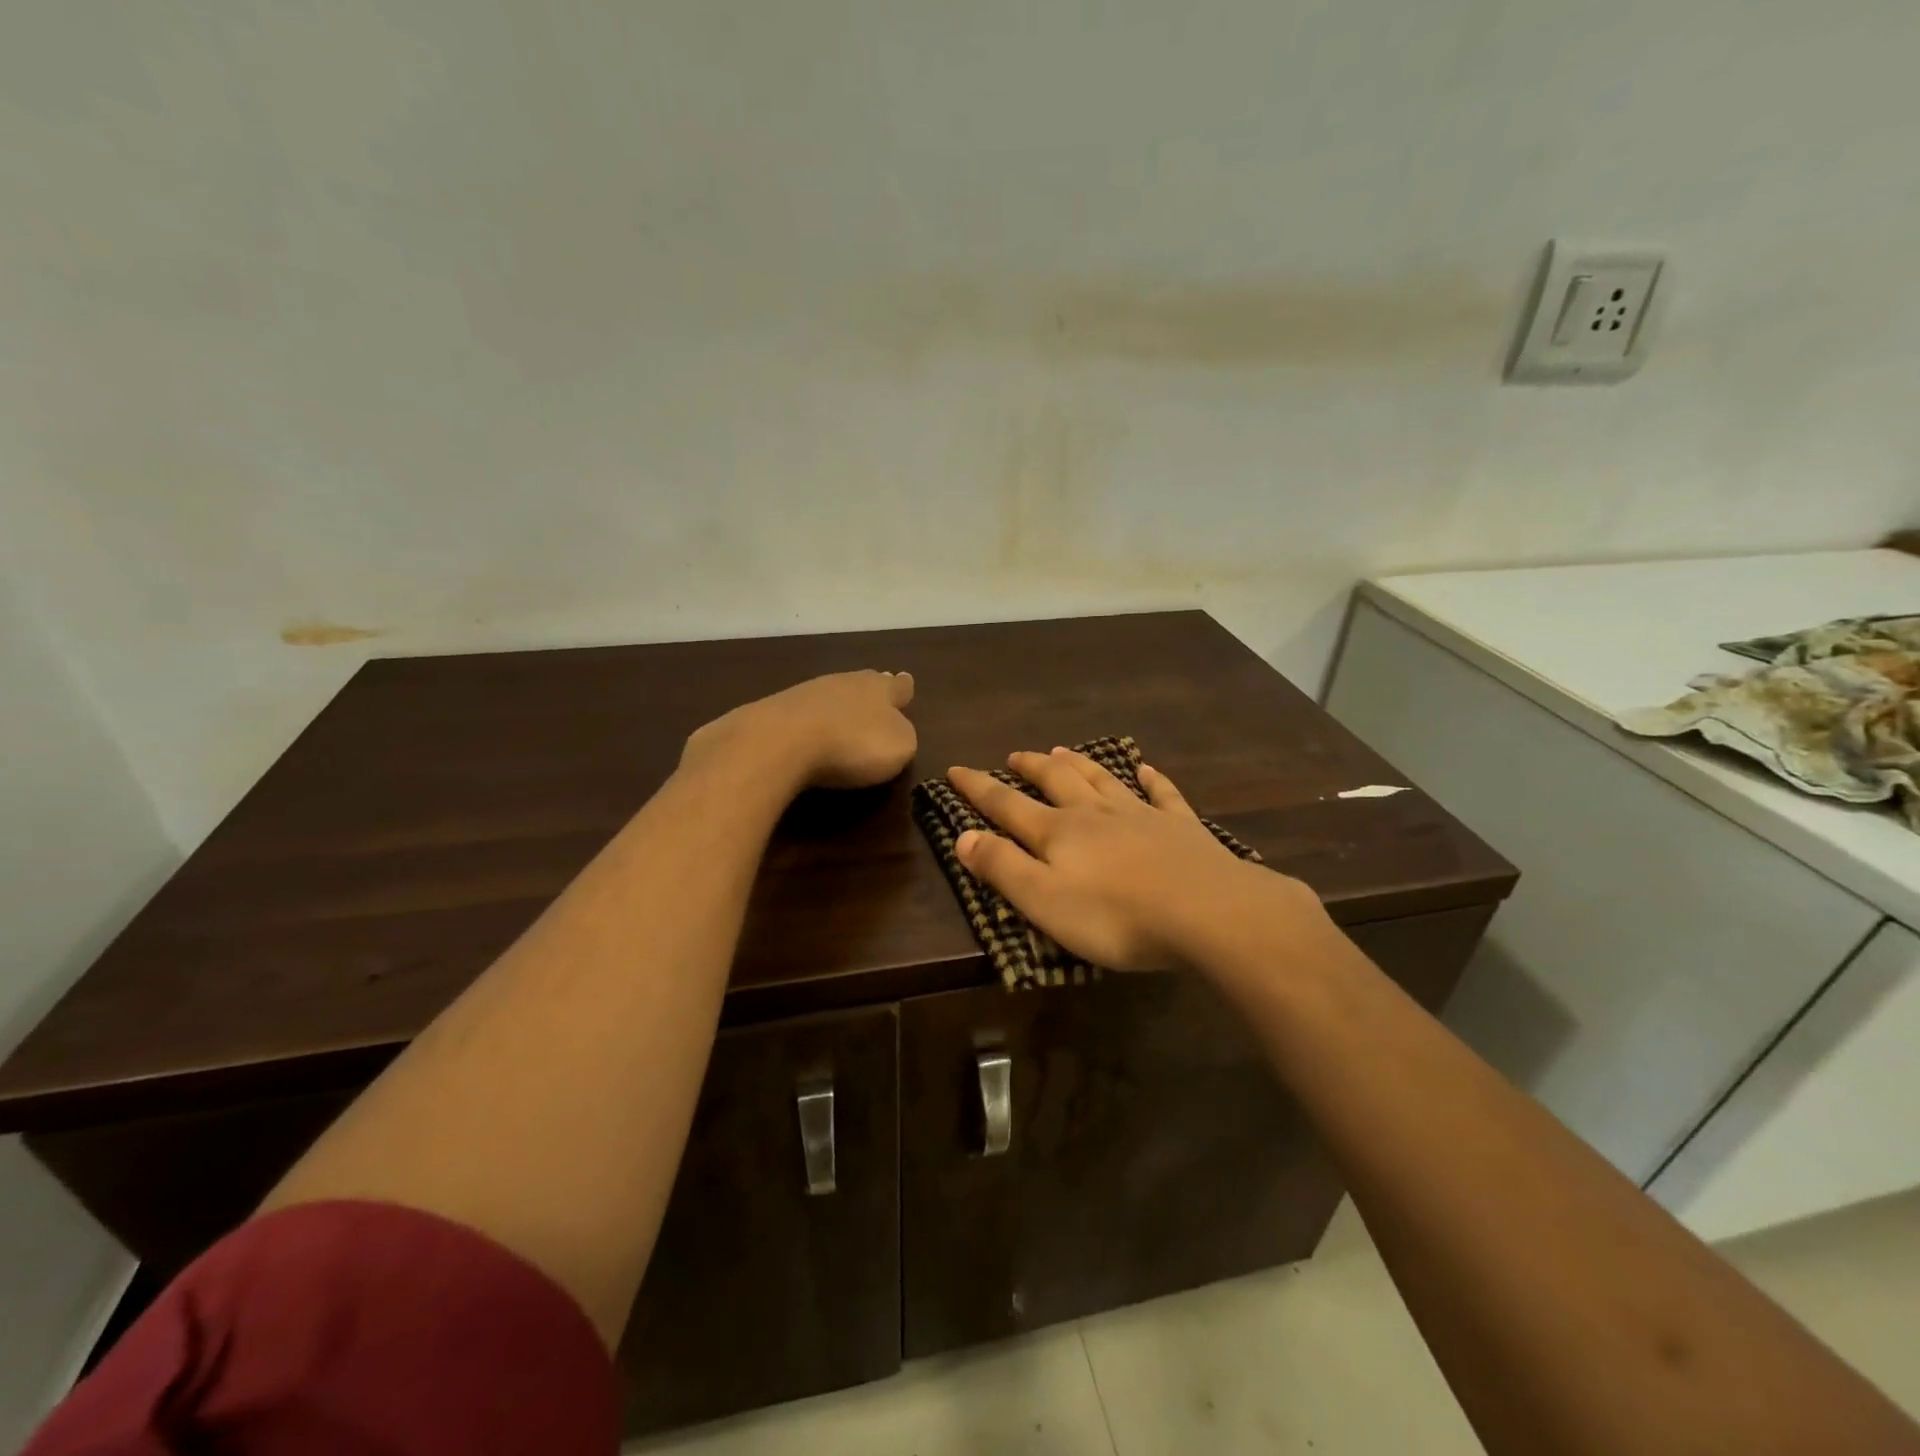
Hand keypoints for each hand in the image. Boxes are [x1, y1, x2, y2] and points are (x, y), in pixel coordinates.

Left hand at [684, 670, 917, 790]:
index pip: (898, 685)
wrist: (781, 740)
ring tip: (844, 713)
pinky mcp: (777, 709)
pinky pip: (804, 712)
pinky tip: (809, 730)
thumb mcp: (898, 747)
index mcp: (880, 689)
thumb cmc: (852, 744)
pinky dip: (811, 720)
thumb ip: (903, 736)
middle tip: (877, 693)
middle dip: (871, 691)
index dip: (903, 688)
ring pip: (832, 694)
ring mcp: (807, 692)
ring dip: (839, 704)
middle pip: (863, 683)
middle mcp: (845, 682)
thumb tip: (897, 728)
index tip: (907, 682)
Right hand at [949, 748, 1316, 971]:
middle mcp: (1095, 814)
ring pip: (1102, 780)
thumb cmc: (1116, 916)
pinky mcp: (1181, 827)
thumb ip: (1002, 868)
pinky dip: (1152, 780)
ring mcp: (1141, 815)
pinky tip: (1147, 769)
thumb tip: (964, 836)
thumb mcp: (1044, 901)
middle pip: (1056, 781)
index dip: (978, 788)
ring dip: (1079, 764)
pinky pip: (1162, 795)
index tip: (956, 769)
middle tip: (1015, 755)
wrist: (1207, 912)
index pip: (1007, 805)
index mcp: (1058, 833)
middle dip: (1030, 767)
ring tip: (1061, 751)